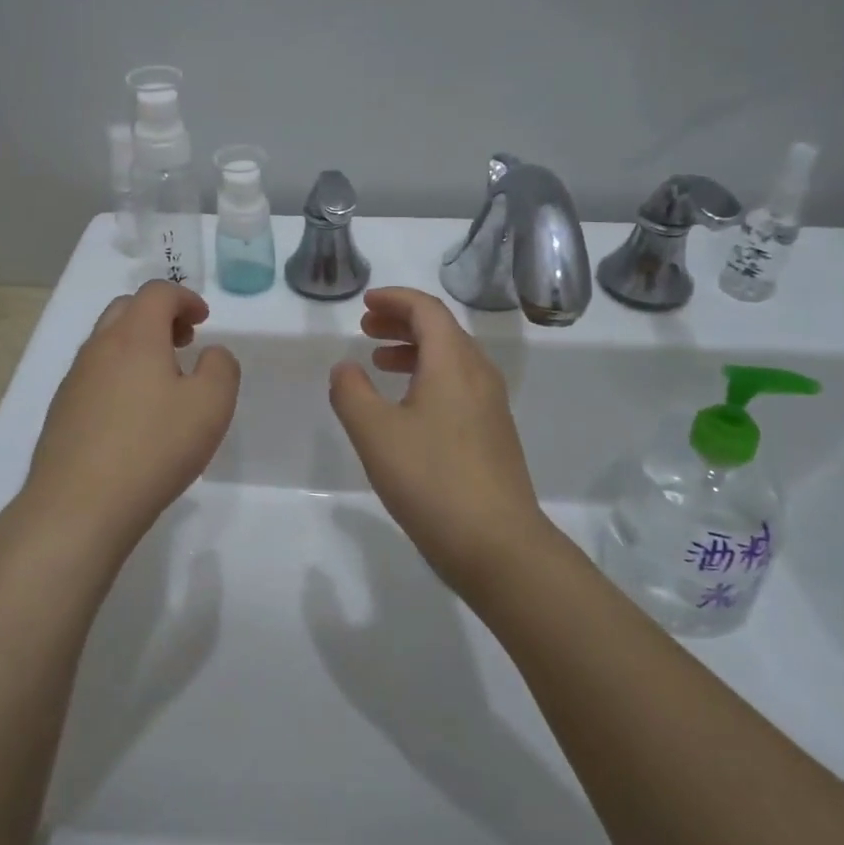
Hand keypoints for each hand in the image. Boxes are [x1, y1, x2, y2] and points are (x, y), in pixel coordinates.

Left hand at [19, 281, 239, 558]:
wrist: (78, 506)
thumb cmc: (153, 448)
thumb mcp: (211, 406)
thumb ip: (220, 368)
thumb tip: (210, 354)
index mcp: (135, 336)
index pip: (157, 292)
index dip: (185, 297)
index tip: (203, 320)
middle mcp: (99, 348)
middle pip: (126, 309)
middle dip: (158, 316)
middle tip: (183, 342)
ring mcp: (74, 380)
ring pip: (106, 342)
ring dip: (137, 346)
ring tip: (162, 381)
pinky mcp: (62, 411)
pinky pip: (94, 375)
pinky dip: (118, 375)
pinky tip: (133, 415)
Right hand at [329, 288, 552, 589]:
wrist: (497, 544)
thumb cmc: (431, 480)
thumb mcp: (375, 433)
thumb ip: (351, 393)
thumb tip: (346, 368)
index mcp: (453, 362)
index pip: (427, 310)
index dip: (395, 300)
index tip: (366, 303)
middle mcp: (479, 374)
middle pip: (442, 330)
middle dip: (402, 323)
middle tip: (366, 330)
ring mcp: (491, 406)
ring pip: (451, 360)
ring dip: (414, 351)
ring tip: (379, 364)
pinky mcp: (493, 434)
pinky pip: (459, 386)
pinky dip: (428, 378)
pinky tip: (407, 407)